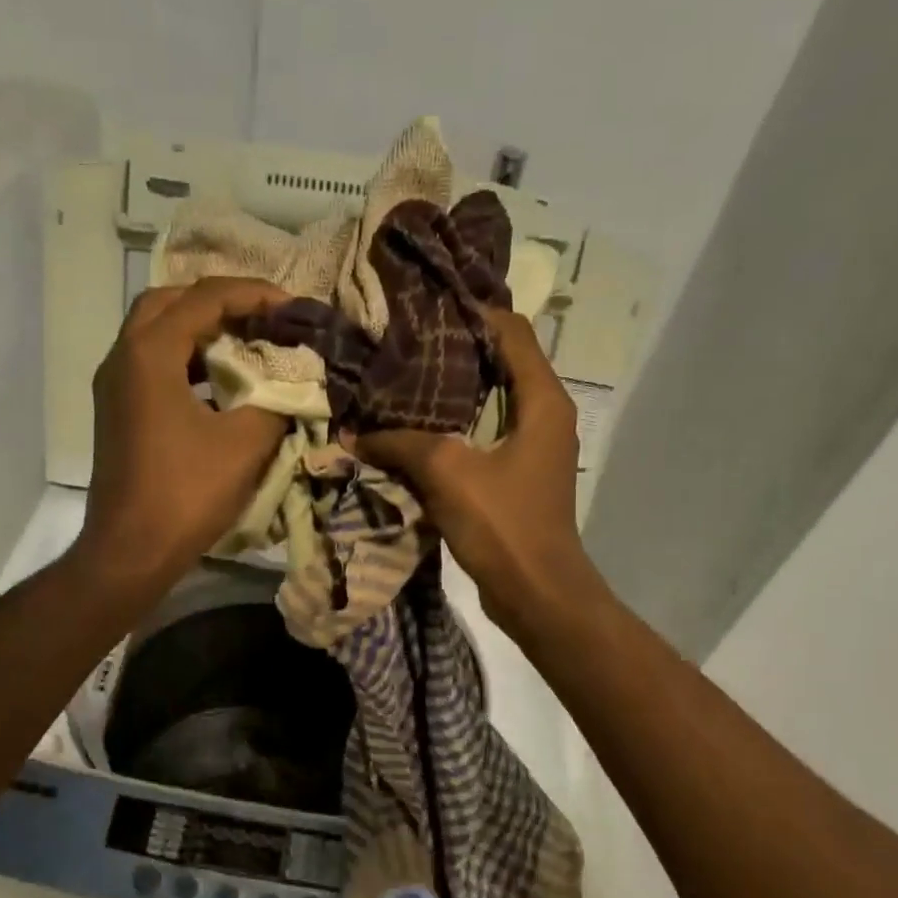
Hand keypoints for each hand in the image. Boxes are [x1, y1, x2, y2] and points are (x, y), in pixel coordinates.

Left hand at [75, 277, 290, 597]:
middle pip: (170, 303)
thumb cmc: (186, 494)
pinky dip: (187, 363)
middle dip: (219, 303)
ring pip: (156, 335)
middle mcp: (123, 358)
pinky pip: (153, 368)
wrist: (131, 551)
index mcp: (150, 353)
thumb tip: (293, 385)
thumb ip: (275, 401)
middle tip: (261, 318)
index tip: (293, 307)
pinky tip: (219, 387)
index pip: (205, 298)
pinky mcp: (117, 415)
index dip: (254, 295)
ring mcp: (114, 388)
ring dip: (200, 333)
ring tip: (245, 346)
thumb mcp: (245, 444)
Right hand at [354, 307, 596, 634]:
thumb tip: (353, 432)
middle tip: (403, 343)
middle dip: (453, 352)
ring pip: (488, 403)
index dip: (471, 312)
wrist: (536, 593)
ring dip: (449, 395)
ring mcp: (531, 448)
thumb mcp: (448, 472)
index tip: (425, 305)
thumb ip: (400, 444)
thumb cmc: (504, 523)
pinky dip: (451, 430)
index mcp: (543, 399)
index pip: (511, 331)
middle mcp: (544, 415)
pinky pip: (481, 438)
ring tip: (400, 382)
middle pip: (499, 364)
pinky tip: (411, 432)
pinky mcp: (515, 477)